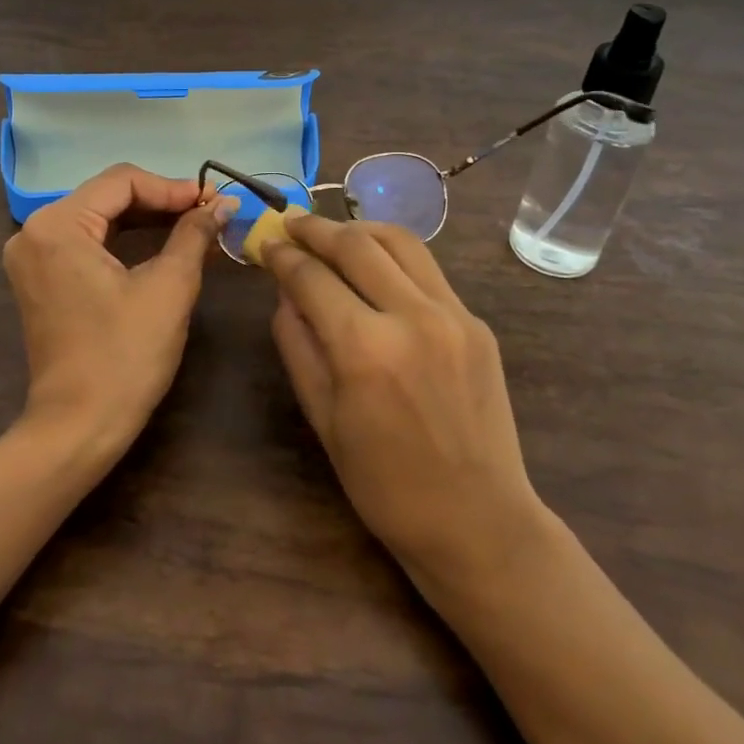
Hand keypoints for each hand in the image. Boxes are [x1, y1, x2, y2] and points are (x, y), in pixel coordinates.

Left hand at [3, 163, 235, 452]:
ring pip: (99, 217)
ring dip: (147, 219)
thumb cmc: (125, 355)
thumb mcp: (169, 287)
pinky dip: (125, 240)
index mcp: (57, 225)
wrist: (79, 426)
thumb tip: (223, 203)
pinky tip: (163, 243)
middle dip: (162, 201)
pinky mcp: (41, 278)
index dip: (173, 187)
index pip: (122, 181)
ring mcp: (33, 256)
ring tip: (195, 224)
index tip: (214, 200)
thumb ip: (194, 234)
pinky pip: (87, 242)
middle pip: (107, 195)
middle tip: (209, 211)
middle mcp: (34, 231)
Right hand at [265, 216, 540, 593]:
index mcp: (365, 349)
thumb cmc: (385, 484)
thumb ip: (297, 345)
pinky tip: (375, 267)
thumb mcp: (323, 418)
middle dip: (316, 228)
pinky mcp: (476, 323)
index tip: (266, 243)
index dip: (282, 256)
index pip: (311, 278)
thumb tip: (285, 294)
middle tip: (291, 222)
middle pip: (356, 244)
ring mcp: (453, 315)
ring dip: (359, 229)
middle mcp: (412, 317)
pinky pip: (427, 270)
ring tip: (332, 233)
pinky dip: (394, 256)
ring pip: (400, 241)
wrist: (478, 520)